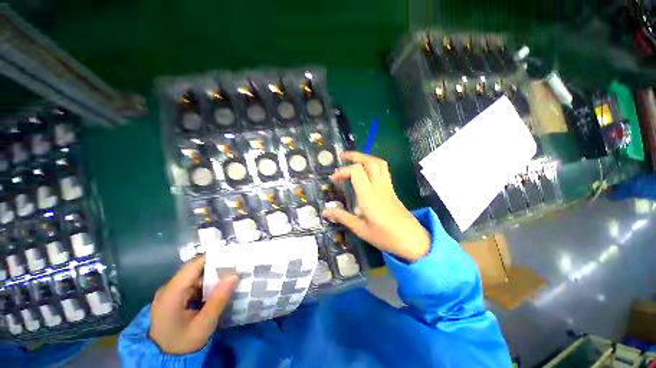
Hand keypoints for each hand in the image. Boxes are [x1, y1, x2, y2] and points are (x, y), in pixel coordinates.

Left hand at [149, 255, 238, 354]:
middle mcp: (169, 288)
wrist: (163, 360)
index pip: (194, 265)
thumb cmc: (182, 344)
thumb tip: (235, 275)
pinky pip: (193, 285)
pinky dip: (207, 285)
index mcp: (172, 293)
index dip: (214, 257)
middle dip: (217, 268)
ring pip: (196, 277)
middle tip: (237, 268)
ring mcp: (171, 293)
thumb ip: (218, 300)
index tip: (233, 256)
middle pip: (195, 270)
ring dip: (213, 277)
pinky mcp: (174, 298)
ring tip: (232, 277)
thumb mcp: (203, 325)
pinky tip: (219, 289)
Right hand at [322, 152, 430, 261]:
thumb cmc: (386, 237)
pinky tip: (365, 171)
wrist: (412, 240)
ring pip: (379, 163)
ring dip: (365, 158)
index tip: (334, 179)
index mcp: (369, 196)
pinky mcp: (391, 189)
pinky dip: (373, 164)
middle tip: (343, 157)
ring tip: (354, 160)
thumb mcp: (361, 229)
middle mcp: (379, 187)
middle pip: (370, 162)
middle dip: (355, 156)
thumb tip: (325, 212)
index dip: (343, 171)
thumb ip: (343, 217)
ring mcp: (387, 186)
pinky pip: (383, 170)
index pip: (357, 172)